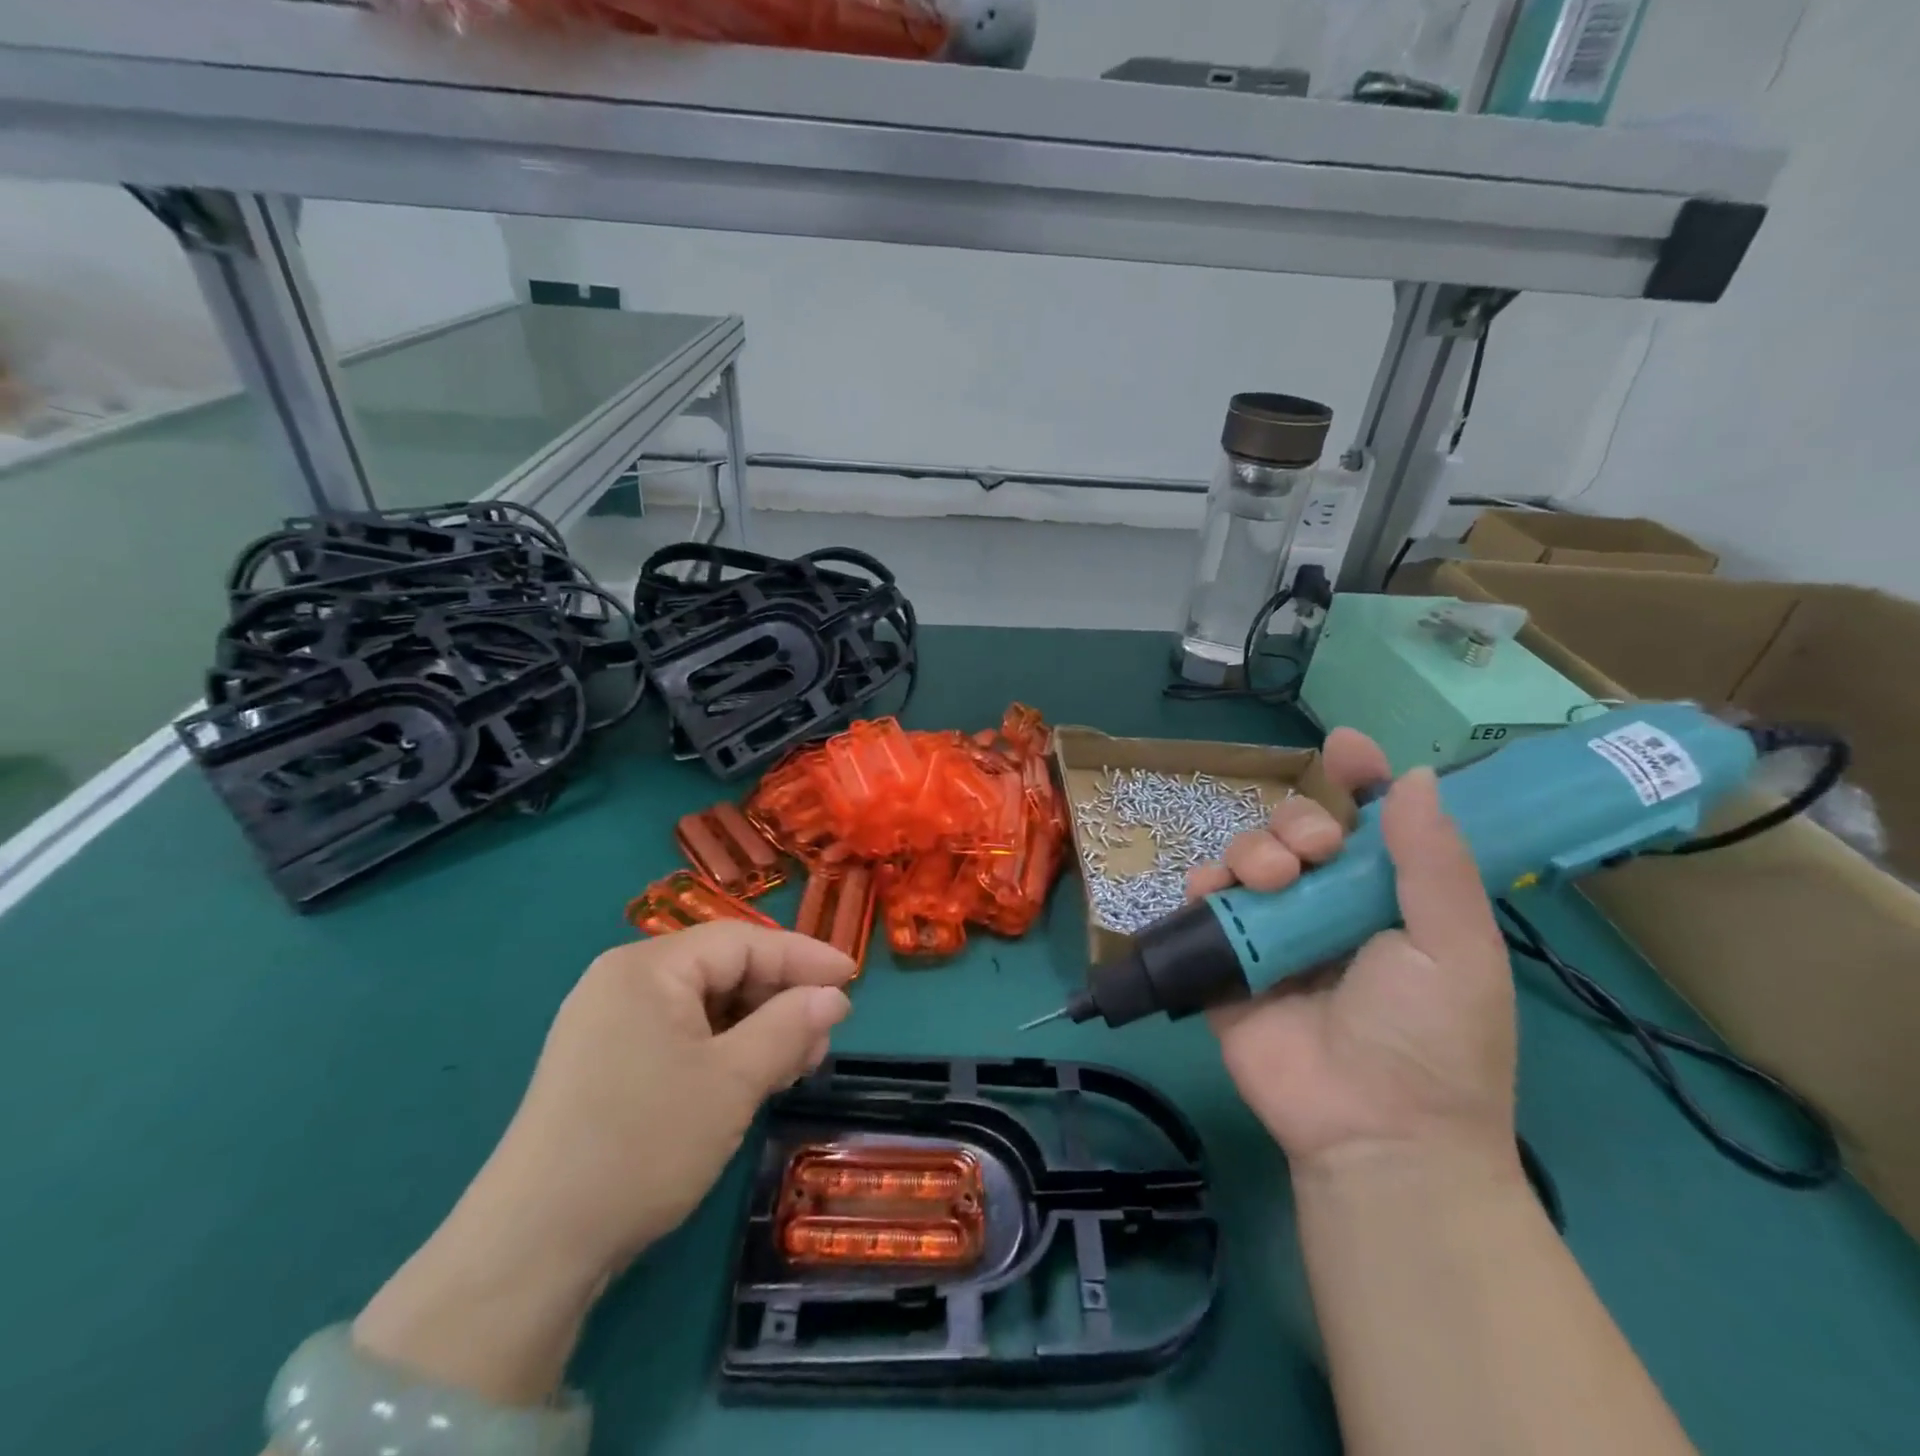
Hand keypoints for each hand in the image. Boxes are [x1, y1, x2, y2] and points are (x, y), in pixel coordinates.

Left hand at [353, 924, 854, 1403]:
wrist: (531, 1249)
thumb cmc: (642, 1144)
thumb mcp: (732, 1081)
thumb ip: (789, 1026)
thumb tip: (834, 996)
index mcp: (647, 967)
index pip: (743, 942)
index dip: (803, 956)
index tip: (852, 978)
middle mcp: (623, 982)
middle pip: (722, 970)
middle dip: (780, 998)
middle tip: (825, 1035)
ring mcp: (607, 1024)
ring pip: (704, 1006)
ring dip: (756, 1027)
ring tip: (797, 1062)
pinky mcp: (603, 1064)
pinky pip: (679, 1036)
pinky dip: (723, 1050)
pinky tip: (752, 1076)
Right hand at [1190, 729, 1517, 1174]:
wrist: (1371, 1131)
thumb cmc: (1431, 1040)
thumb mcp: (1455, 948)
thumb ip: (1432, 862)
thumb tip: (1413, 777)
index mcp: (1390, 899)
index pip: (1372, 822)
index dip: (1359, 779)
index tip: (1345, 746)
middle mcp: (1329, 905)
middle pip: (1300, 830)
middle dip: (1298, 821)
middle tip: (1311, 851)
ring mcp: (1275, 930)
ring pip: (1250, 855)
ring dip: (1254, 849)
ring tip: (1269, 881)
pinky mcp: (1229, 957)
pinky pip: (1206, 902)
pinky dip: (1205, 883)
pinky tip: (1214, 889)